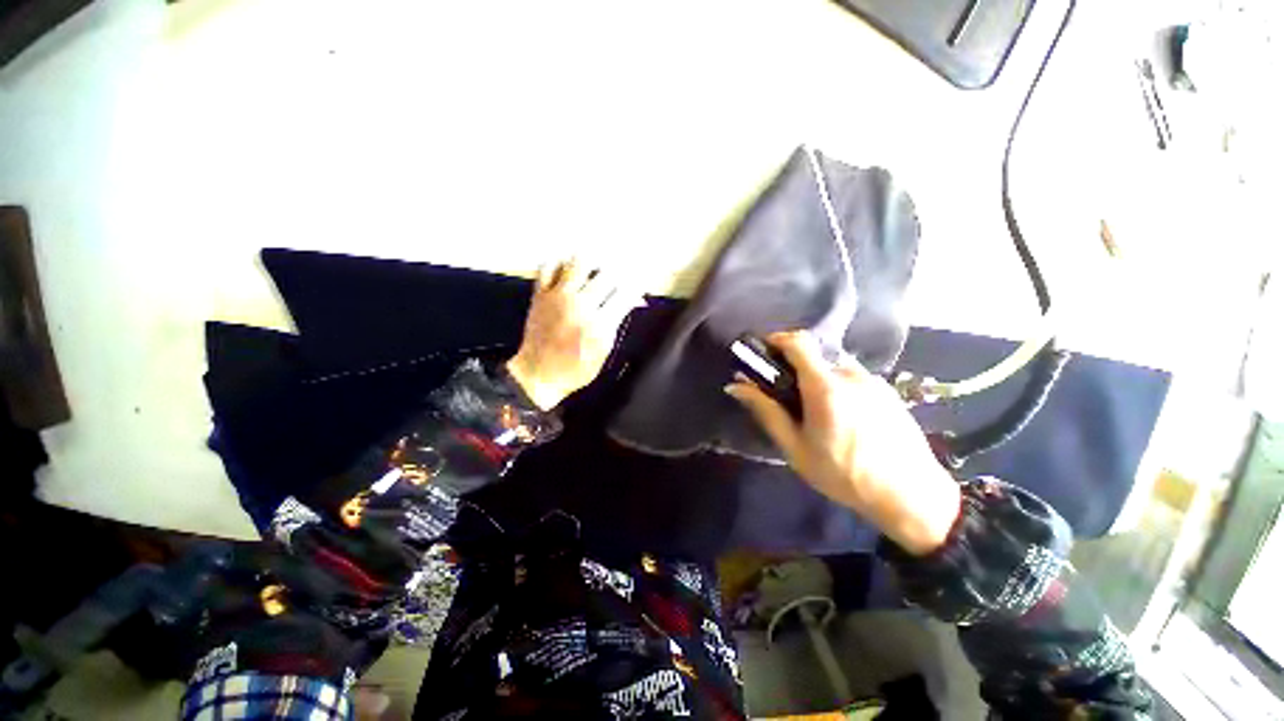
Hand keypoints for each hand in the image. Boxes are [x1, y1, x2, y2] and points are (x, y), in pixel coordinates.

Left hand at [506, 260, 640, 410]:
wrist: (539, 375)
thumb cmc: (576, 369)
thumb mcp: (604, 350)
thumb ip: (617, 322)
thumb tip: (633, 301)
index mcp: (599, 324)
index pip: (625, 294)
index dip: (636, 287)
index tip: (640, 284)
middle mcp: (580, 305)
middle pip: (606, 275)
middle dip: (619, 274)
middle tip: (619, 278)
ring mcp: (558, 297)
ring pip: (578, 262)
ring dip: (592, 263)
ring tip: (596, 269)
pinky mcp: (540, 295)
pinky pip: (548, 267)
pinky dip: (560, 263)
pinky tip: (568, 269)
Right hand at [725, 331, 960, 554]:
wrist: (911, 497)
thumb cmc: (844, 474)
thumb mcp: (795, 447)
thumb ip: (766, 411)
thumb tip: (736, 385)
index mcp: (825, 387)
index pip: (798, 342)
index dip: (776, 339)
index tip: (763, 353)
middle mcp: (851, 374)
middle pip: (814, 356)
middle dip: (795, 369)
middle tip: (788, 398)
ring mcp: (874, 381)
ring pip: (834, 368)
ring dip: (818, 379)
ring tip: (818, 414)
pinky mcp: (888, 390)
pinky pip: (853, 378)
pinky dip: (838, 387)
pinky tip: (844, 419)